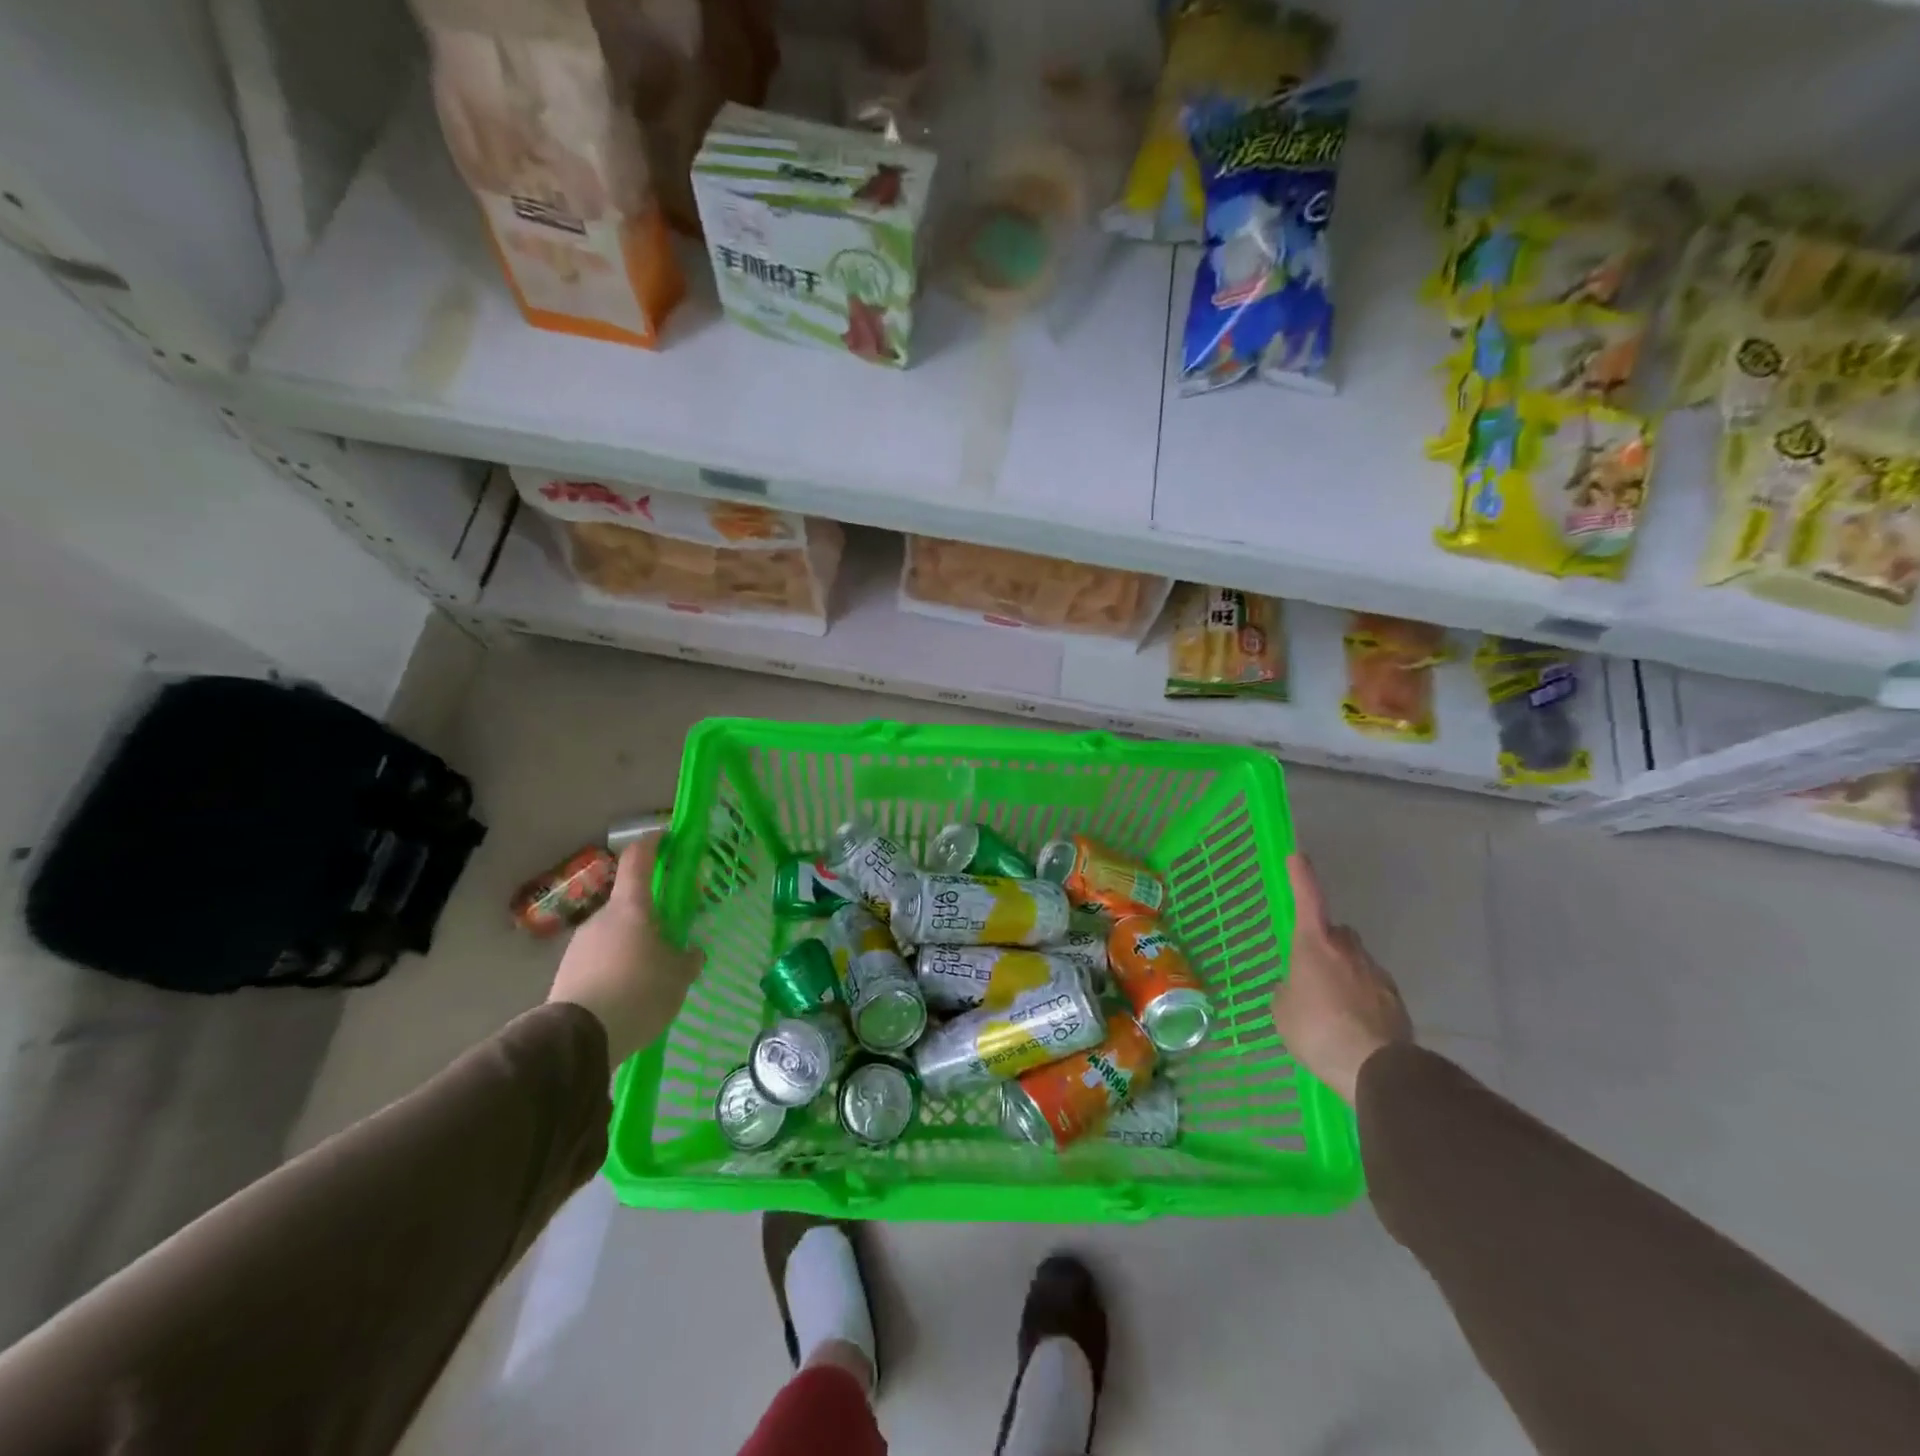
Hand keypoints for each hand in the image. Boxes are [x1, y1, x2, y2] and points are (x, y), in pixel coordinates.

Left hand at [547, 833, 702, 1065]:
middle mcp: (602, 917)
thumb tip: (693, 952)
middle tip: (671, 933)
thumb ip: (688, 959)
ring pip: (614, 933)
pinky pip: (600, 959)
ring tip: (652, 973)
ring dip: (632, 944)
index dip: (652, 844)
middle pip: (629, 903)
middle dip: (650, 913)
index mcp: (631, 907)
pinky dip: (616, 967)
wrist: (578, 1038)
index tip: (666, 837)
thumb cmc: (639, 991)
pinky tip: (630, 993)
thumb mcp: (678, 977)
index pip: (639, 860)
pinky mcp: (568, 972)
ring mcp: (580, 944)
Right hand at [1270, 853, 1412, 1104]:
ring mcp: (1376, 974)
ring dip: (1344, 974)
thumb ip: (1288, 991)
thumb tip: (1297, 989)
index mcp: (1314, 944)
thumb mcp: (1282, 1011)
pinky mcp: (1396, 1001)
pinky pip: (1372, 989)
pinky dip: (1362, 999)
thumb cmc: (1317, 1030)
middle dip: (1326, 943)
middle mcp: (1348, 950)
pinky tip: (1352, 1026)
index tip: (1298, 856)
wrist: (1375, 1068)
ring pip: (1356, 962)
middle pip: (1337, 933)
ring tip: (1332, 1008)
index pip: (1308, 899)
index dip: (1301, 876)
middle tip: (1311, 969)